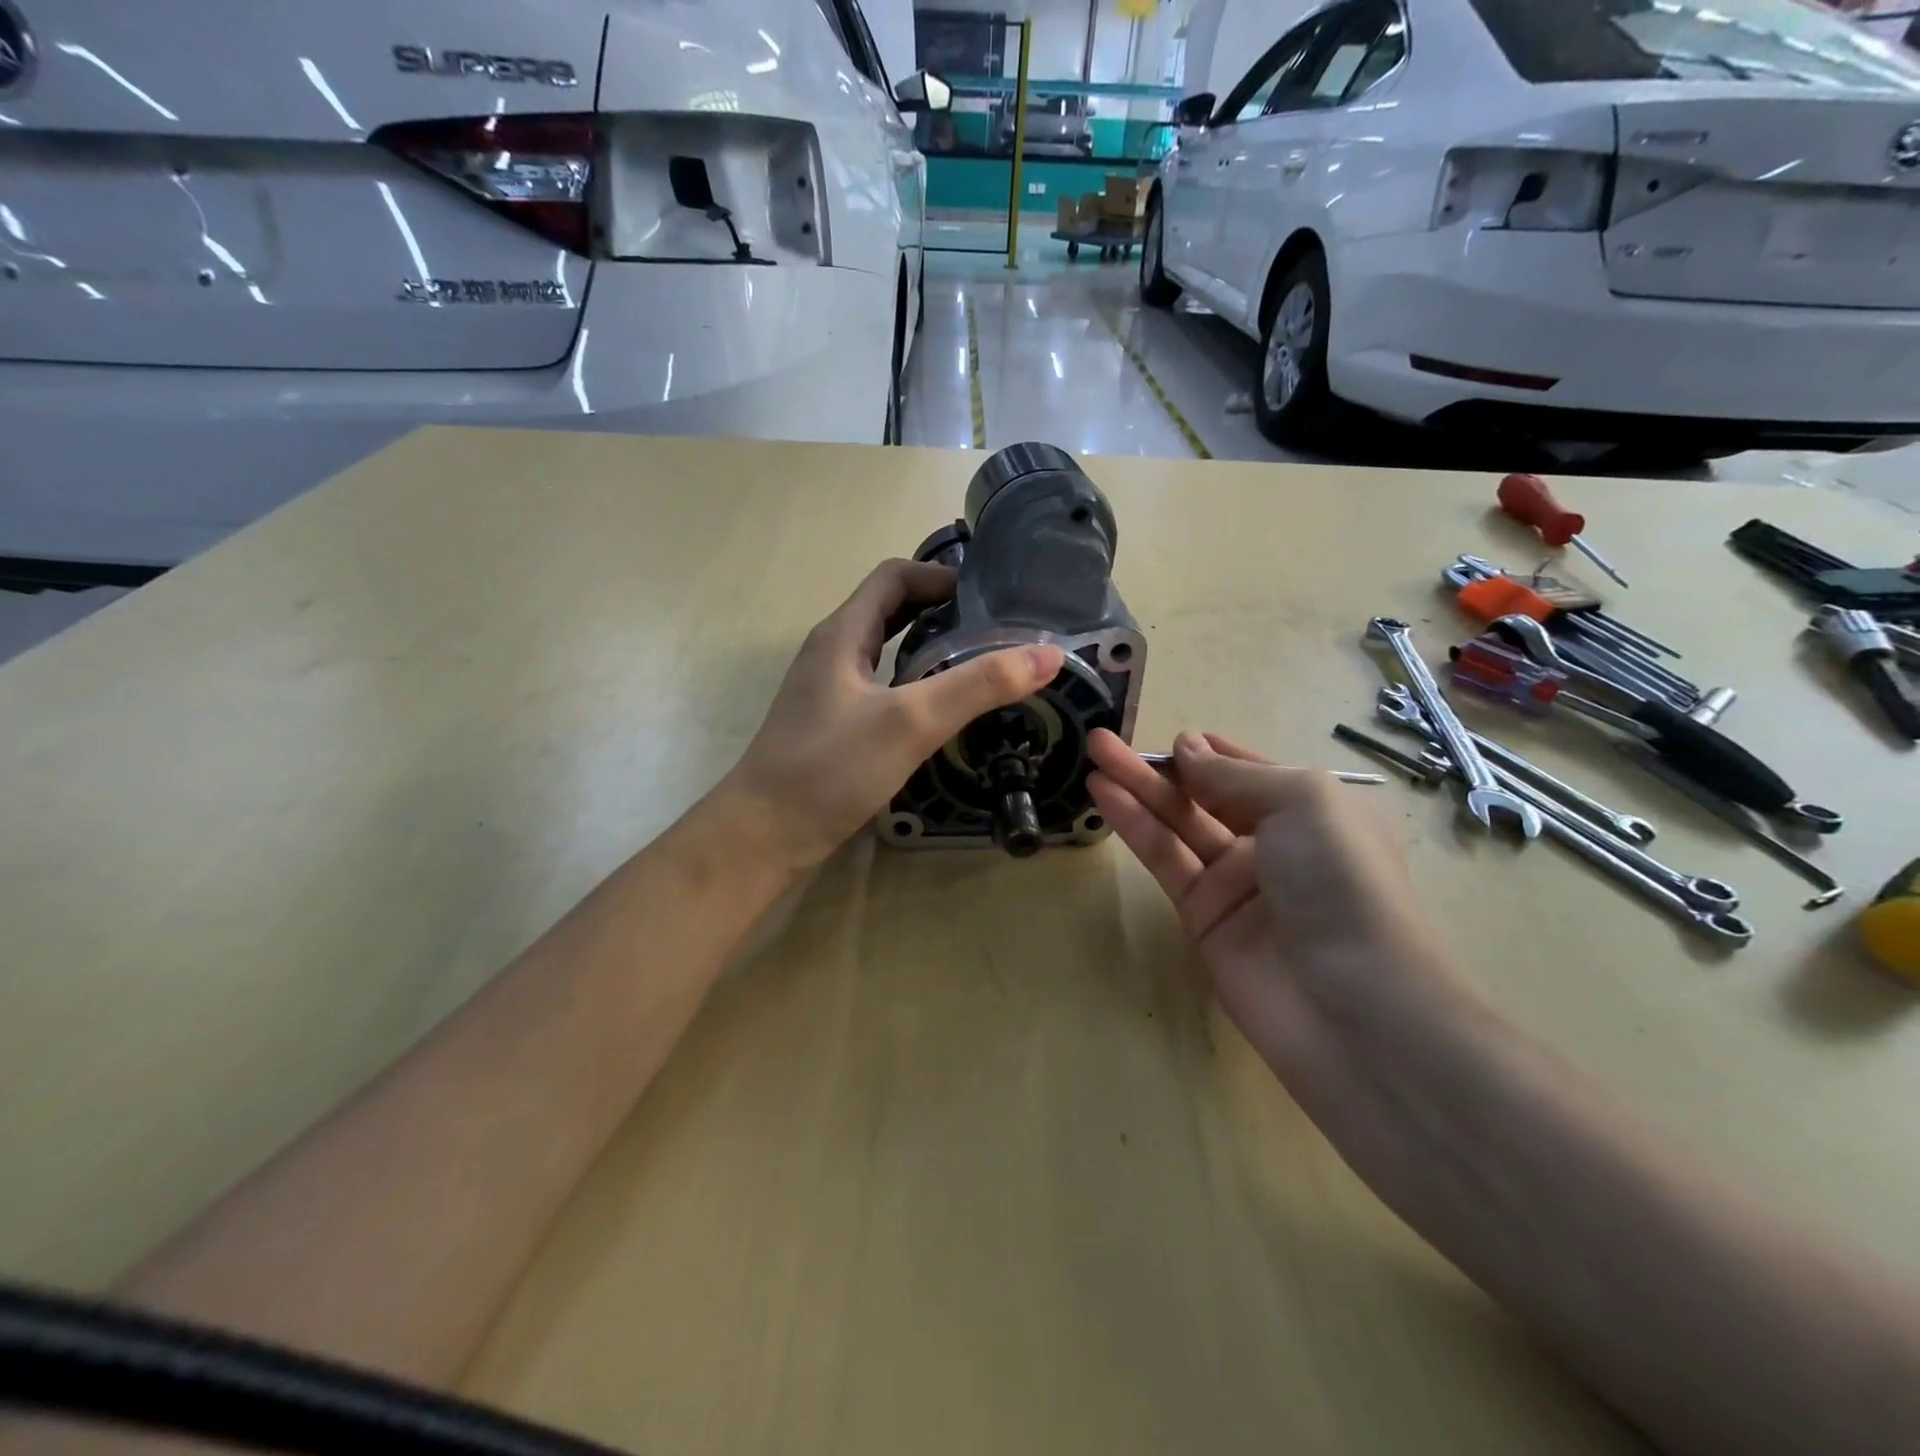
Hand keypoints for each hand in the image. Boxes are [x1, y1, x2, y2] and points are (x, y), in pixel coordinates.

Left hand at [722, 559, 1063, 874]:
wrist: (765, 834)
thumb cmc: (831, 768)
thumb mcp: (910, 721)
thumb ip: (978, 686)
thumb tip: (1047, 655)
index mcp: (842, 634)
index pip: (894, 578)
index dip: (941, 576)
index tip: (991, 596)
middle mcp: (832, 653)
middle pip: (890, 610)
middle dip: (942, 611)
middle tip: (995, 629)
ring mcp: (830, 691)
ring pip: (886, 652)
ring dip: (930, 648)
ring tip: (980, 664)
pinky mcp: (834, 726)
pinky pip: (881, 687)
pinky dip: (915, 683)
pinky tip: (941, 710)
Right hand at [1086, 729, 1478, 1101]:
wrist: (1353, 1007)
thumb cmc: (1342, 883)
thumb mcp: (1302, 803)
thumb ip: (1234, 777)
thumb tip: (1187, 748)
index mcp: (1312, 813)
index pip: (1251, 774)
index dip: (1211, 754)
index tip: (1171, 738)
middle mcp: (1273, 844)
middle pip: (1205, 795)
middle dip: (1160, 767)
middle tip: (1105, 740)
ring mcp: (1235, 882)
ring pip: (1177, 824)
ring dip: (1137, 789)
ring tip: (1094, 755)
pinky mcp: (1202, 916)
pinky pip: (1164, 859)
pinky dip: (1135, 825)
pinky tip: (1105, 795)